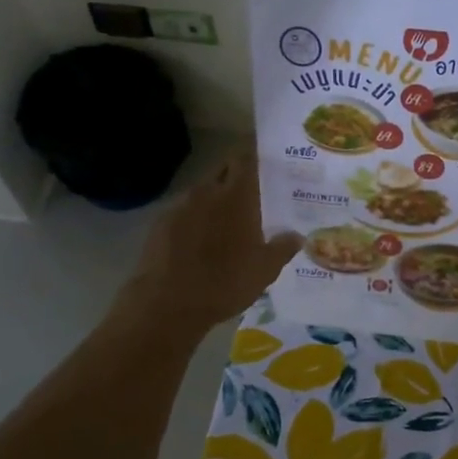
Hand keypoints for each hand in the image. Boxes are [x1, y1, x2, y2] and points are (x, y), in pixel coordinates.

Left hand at [112, 154, 301, 338]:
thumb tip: (297, 235)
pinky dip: (195, 218)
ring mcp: (180, 206)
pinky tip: (201, 239)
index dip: (255, 155)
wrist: (167, 303)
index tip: (266, 160)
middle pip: (223, 170)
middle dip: (236, 176)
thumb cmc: (224, 283)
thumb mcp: (264, 270)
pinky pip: (184, 212)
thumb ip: (282, 248)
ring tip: (227, 220)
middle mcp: (207, 192)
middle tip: (253, 192)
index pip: (246, 159)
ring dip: (215, 199)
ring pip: (202, 192)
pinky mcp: (160, 224)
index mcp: (236, 196)